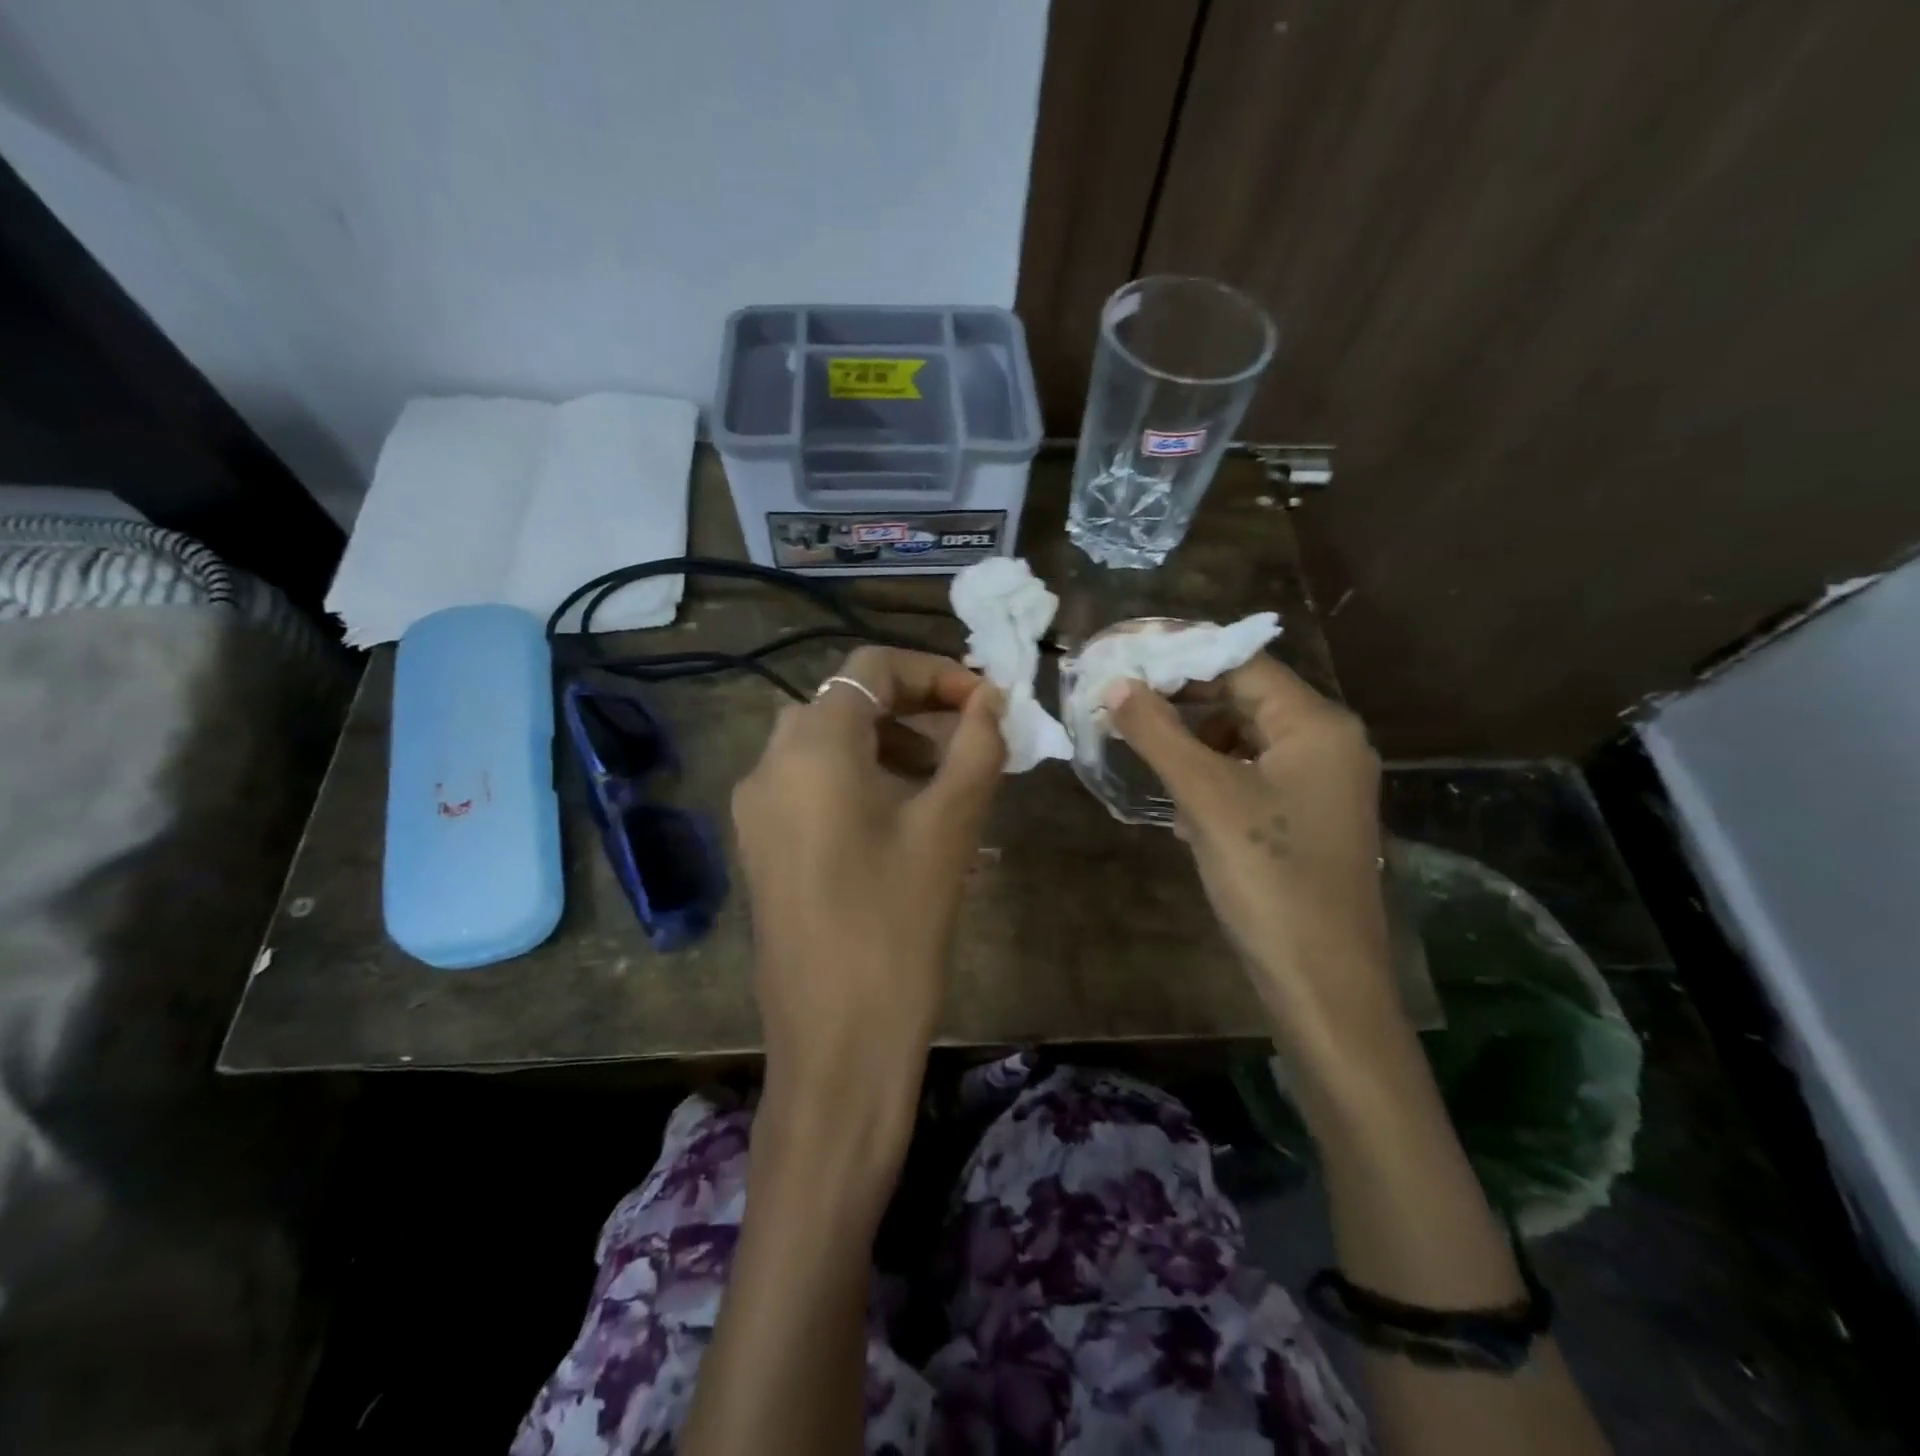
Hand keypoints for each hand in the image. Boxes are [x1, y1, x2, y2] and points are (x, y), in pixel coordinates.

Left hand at [731, 646, 1004, 1142]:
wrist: (836, 1042)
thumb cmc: (898, 926)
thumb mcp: (949, 827)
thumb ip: (975, 747)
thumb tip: (990, 701)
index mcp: (811, 747)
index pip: (871, 669)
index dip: (935, 672)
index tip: (986, 703)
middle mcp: (769, 764)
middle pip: (846, 703)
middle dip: (914, 709)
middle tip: (969, 739)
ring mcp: (757, 809)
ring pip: (828, 746)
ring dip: (889, 747)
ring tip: (945, 785)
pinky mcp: (760, 847)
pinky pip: (812, 788)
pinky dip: (860, 783)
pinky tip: (906, 826)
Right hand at [1108, 657, 1403, 1075]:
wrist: (1322, 981)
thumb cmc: (1268, 878)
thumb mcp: (1205, 797)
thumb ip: (1157, 733)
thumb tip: (1115, 683)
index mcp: (1317, 726)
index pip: (1243, 664)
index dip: (1182, 656)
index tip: (1125, 658)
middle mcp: (1328, 743)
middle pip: (1246, 697)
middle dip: (1183, 698)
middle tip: (1122, 699)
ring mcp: (1321, 784)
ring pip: (1245, 738)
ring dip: (1194, 738)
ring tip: (1142, 744)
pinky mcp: (1307, 818)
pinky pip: (1253, 774)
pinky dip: (1213, 774)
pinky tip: (1179, 799)